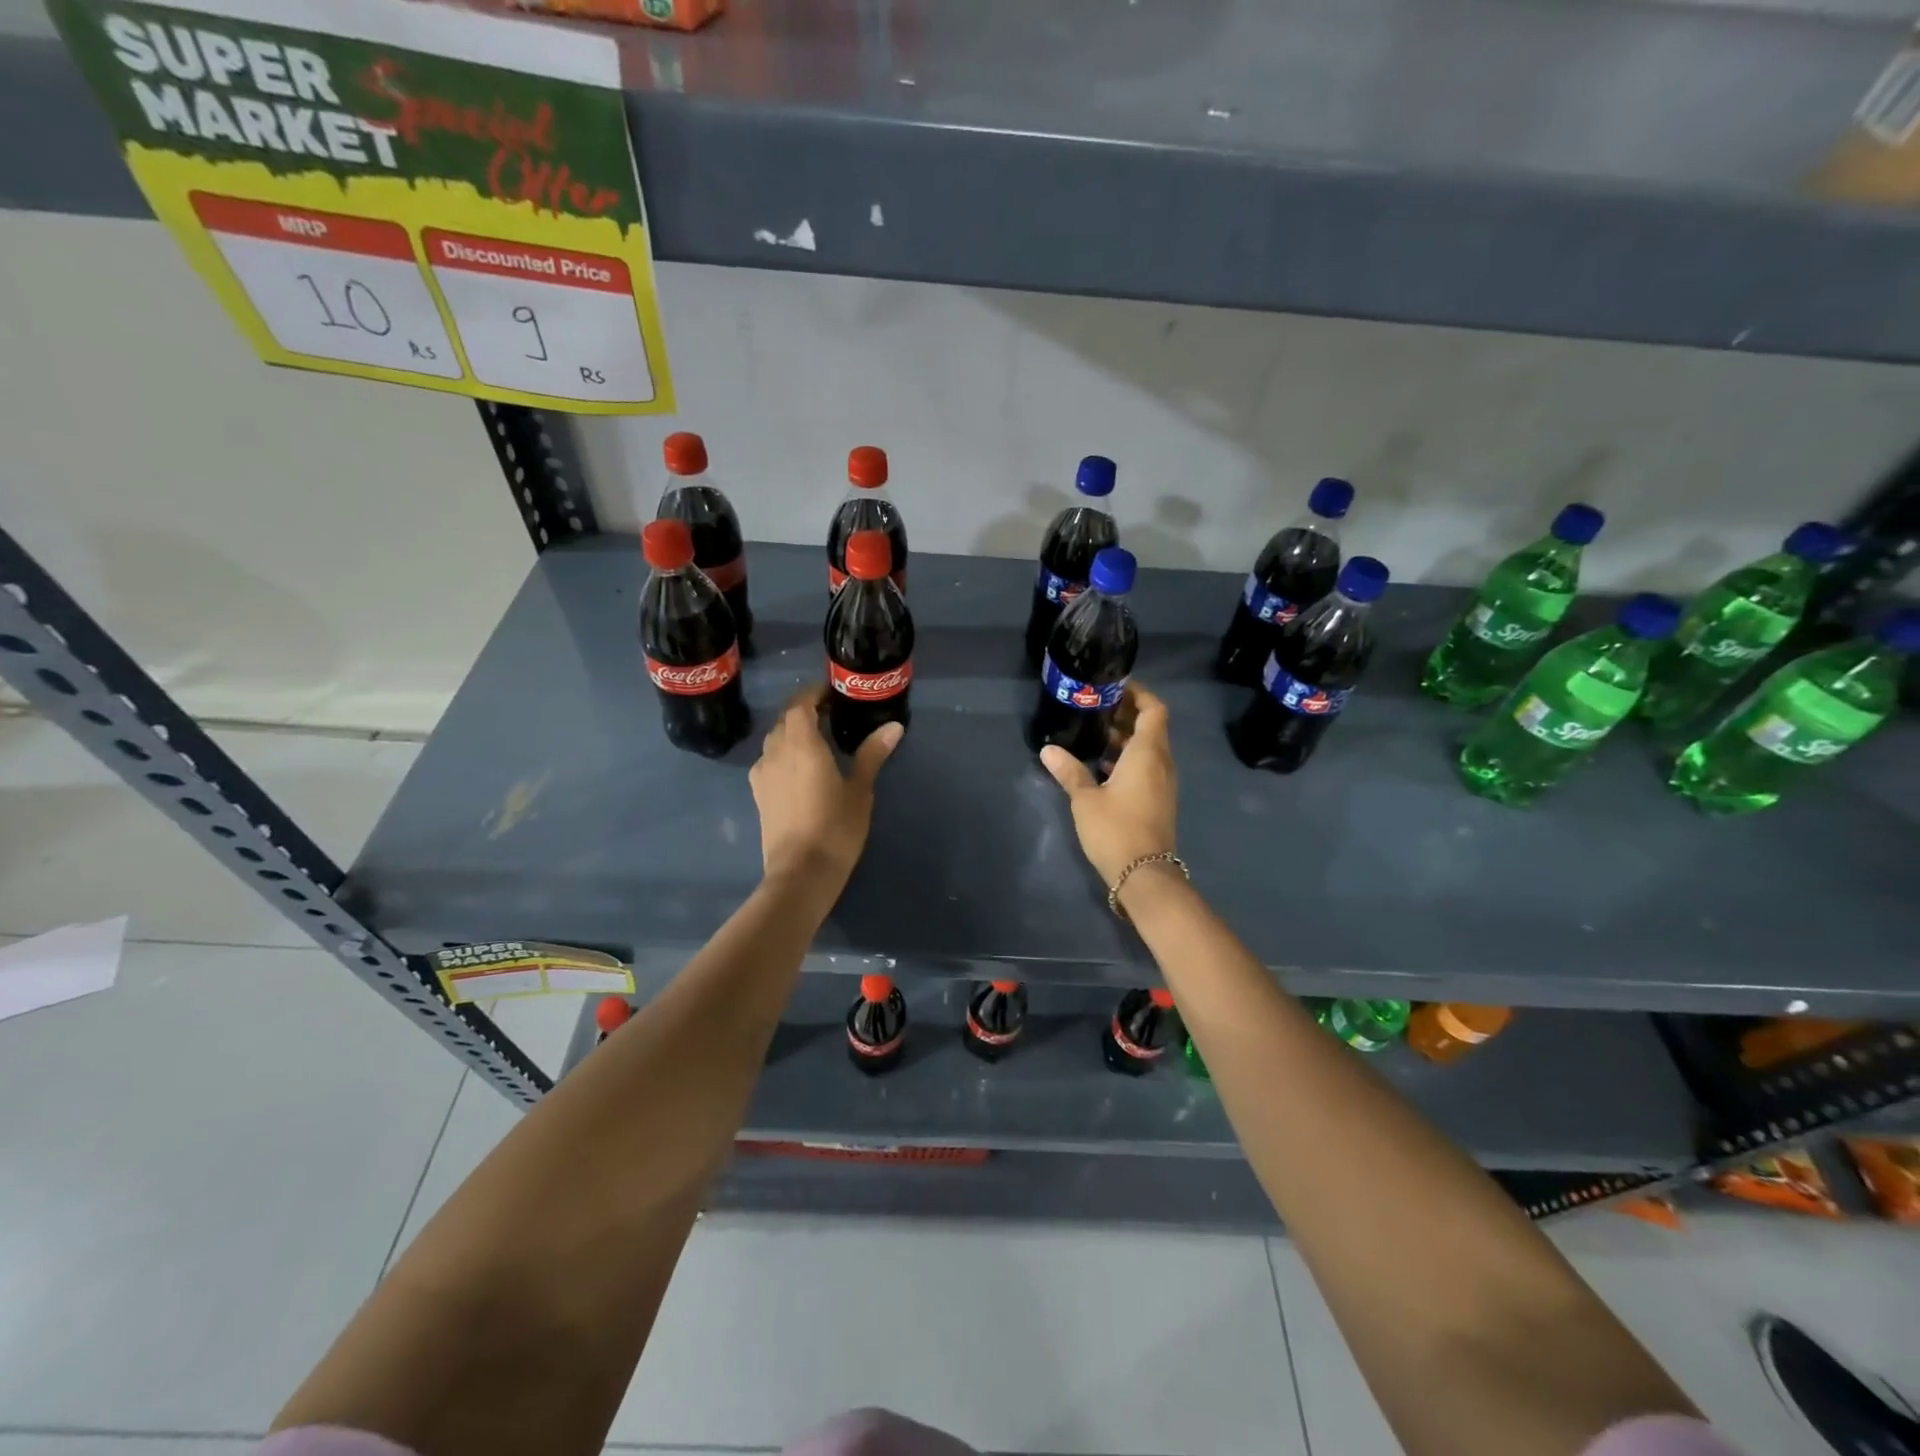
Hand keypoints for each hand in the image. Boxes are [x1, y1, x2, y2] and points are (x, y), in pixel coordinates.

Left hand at [749, 684, 901, 890]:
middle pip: (786, 719)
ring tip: (817, 739)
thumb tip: (893, 726)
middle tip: (831, 713)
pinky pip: (769, 760)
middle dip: (804, 710)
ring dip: (792, 731)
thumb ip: (872, 754)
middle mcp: (776, 751)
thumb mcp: (860, 789)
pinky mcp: (758, 793)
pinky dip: (783, 753)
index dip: (814, 693)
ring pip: (775, 739)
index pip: (801, 703)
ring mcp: (762, 773)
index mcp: (801, 743)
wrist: (800, 872)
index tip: (833, 692)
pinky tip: (798, 767)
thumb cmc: (835, 827)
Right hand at [1039, 683, 1177, 887]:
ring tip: (1095, 735)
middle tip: (1097, 708)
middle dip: (1127, 715)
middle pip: (1152, 727)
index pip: (1154, 710)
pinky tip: (1103, 768)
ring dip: (1127, 739)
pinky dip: (1130, 759)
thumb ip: (1069, 771)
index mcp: (1148, 754)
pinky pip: (1148, 767)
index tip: (1115, 687)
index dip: (1139, 694)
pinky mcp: (1159, 800)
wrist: (1144, 875)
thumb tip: (1047, 749)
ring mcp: (1163, 783)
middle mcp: (1162, 763)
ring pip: (1149, 749)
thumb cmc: (1116, 829)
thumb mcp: (1085, 799)